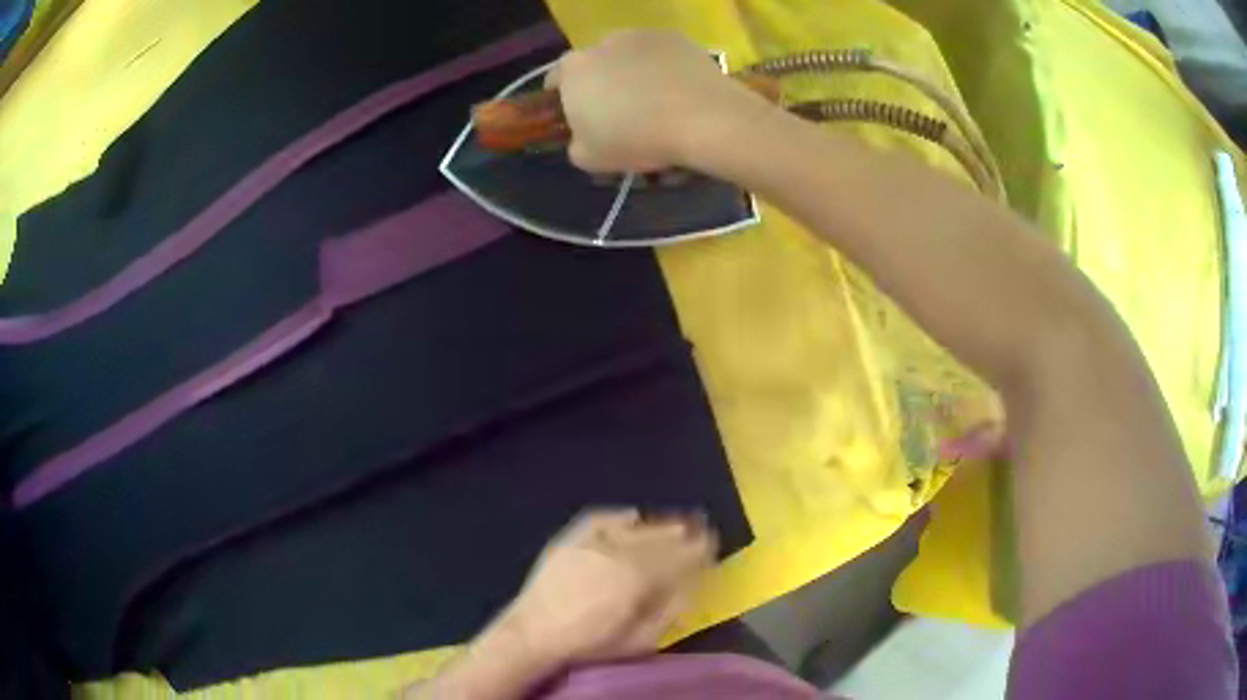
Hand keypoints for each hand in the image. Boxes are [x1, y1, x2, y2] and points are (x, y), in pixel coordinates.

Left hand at [495, 508, 717, 667]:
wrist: (533, 635)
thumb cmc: (591, 644)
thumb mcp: (640, 639)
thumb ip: (669, 610)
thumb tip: (690, 586)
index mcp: (638, 579)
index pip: (678, 558)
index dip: (699, 549)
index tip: (713, 542)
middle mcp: (618, 553)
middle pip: (660, 539)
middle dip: (684, 534)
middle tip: (701, 529)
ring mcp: (592, 543)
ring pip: (636, 529)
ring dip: (660, 525)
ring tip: (677, 523)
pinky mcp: (569, 540)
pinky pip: (601, 520)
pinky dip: (620, 517)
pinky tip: (633, 515)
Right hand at [545, 30, 771, 172]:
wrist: (702, 119)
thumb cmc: (637, 139)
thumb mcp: (589, 159)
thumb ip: (575, 142)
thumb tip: (582, 136)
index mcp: (573, 71)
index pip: (556, 80)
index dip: (565, 99)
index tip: (581, 117)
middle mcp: (600, 44)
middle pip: (594, 64)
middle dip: (602, 83)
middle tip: (622, 112)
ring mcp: (639, 36)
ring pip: (627, 55)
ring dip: (632, 72)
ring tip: (656, 101)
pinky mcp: (674, 36)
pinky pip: (659, 53)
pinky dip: (663, 67)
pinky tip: (678, 89)